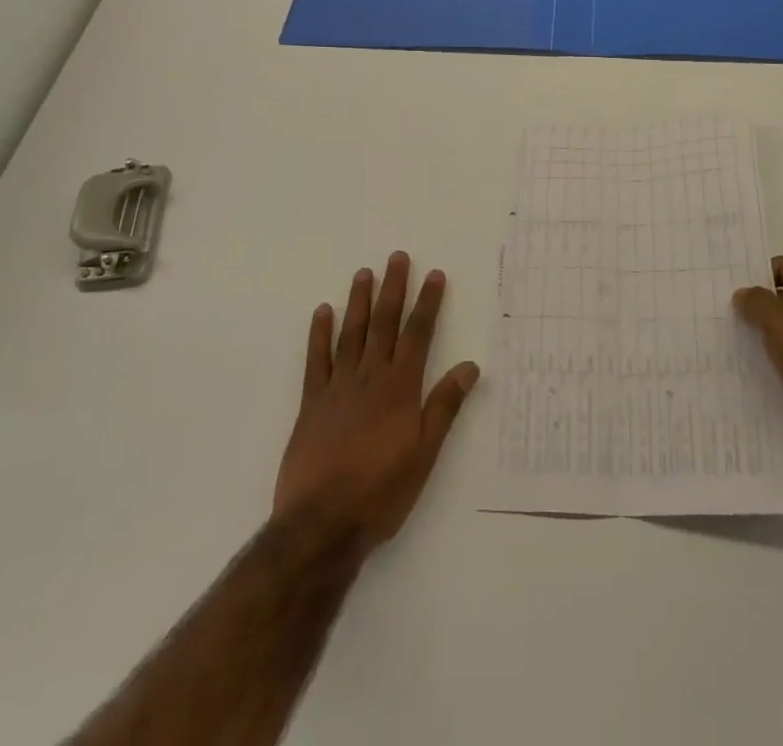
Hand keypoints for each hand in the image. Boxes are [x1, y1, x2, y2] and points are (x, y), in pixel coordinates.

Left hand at [273, 252, 479, 556]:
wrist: (322, 524)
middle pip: (384, 324)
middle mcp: (370, 378)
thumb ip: (444, 406)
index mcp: (400, 388)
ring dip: (359, 301)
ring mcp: (337, 388)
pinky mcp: (311, 404)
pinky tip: (322, 312)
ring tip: (364, 272)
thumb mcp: (425, 454)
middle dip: (394, 289)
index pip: (418, 335)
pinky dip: (320, 334)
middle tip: (397, 257)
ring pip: (351, 334)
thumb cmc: (381, 492)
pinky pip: (316, 360)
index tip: (434, 275)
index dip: (427, 303)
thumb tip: (470, 366)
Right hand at [733, 256, 782, 466]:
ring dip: (763, 336)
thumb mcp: (778, 317)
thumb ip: (755, 300)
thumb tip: (743, 295)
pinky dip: (773, 363)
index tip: (727, 285)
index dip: (756, 273)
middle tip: (722, 311)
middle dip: (756, 306)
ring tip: (729, 339)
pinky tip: (747, 368)